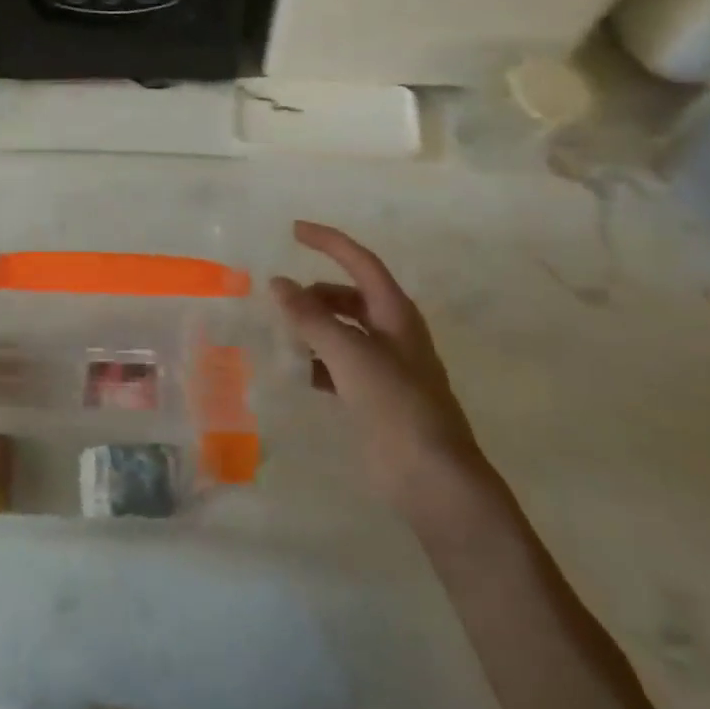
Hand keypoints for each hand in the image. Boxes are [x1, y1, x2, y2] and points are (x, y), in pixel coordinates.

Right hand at [270, 221, 482, 510]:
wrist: (433, 478)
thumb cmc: (397, 405)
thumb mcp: (351, 354)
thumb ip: (312, 317)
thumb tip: (277, 282)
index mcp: (396, 314)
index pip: (360, 262)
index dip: (329, 242)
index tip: (293, 230)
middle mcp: (392, 333)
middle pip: (349, 296)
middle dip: (314, 292)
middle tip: (277, 297)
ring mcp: (385, 367)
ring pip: (342, 331)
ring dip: (313, 326)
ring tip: (280, 333)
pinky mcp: (375, 397)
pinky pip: (338, 364)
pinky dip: (316, 361)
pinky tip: (296, 371)